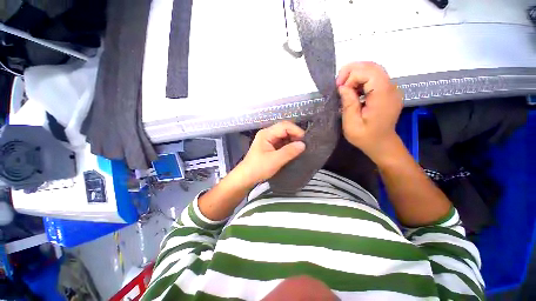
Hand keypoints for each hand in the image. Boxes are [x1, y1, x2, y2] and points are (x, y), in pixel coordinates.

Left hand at [235, 121, 305, 186]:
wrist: (246, 177)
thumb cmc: (258, 168)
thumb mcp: (275, 160)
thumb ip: (289, 151)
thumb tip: (303, 144)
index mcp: (266, 133)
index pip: (285, 126)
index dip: (296, 131)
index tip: (305, 141)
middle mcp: (268, 134)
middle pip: (285, 129)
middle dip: (295, 136)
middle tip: (304, 146)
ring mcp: (269, 140)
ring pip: (284, 136)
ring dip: (293, 141)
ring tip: (300, 149)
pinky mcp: (270, 146)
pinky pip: (282, 143)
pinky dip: (289, 146)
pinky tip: (294, 151)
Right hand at [336, 62, 402, 162]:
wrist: (382, 144)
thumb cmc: (365, 137)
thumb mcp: (351, 124)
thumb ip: (348, 103)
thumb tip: (343, 87)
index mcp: (383, 96)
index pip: (369, 72)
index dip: (351, 76)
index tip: (339, 89)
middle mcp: (391, 88)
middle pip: (372, 67)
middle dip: (352, 71)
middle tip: (339, 85)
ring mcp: (391, 89)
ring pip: (373, 70)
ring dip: (356, 75)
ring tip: (344, 88)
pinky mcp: (388, 91)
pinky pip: (375, 78)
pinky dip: (361, 80)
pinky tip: (354, 91)